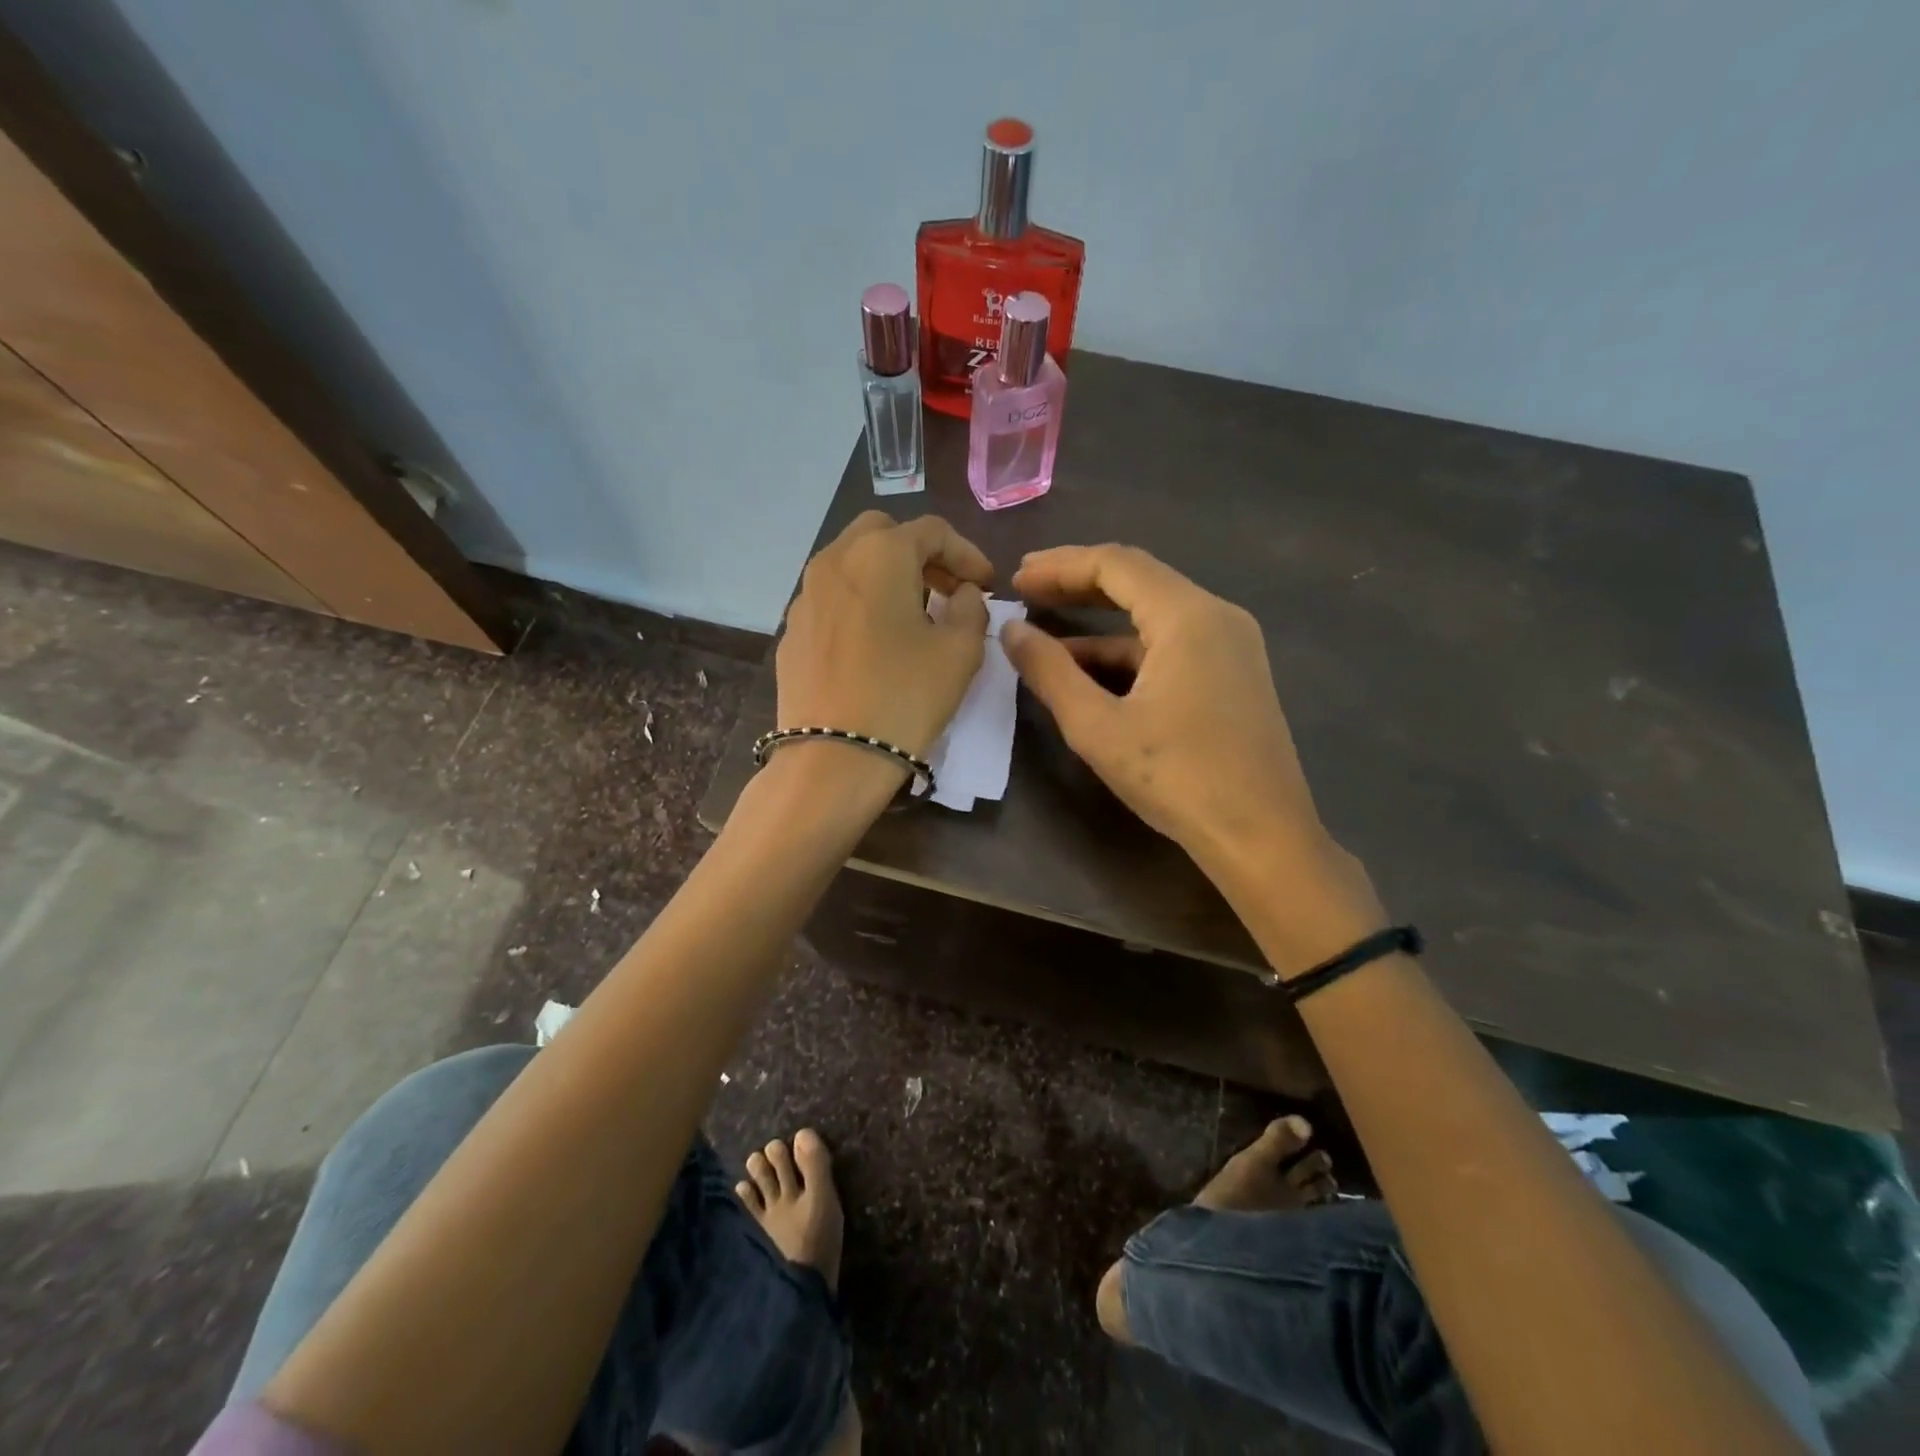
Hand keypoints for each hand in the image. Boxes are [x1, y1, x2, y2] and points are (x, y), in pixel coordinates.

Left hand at [776, 512, 993, 761]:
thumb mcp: (960, 651)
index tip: (985, 586)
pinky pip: (832, 599)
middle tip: (946, 589)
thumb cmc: (905, 697)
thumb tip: (961, 594)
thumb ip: (970, 608)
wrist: (834, 758)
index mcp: (879, 554)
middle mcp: (834, 561)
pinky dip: (860, 603)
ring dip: (887, 576)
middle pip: (883, 534)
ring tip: (912, 614)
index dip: (967, 554)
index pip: (932, 531)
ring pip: (851, 563)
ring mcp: (805, 596)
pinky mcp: (791, 630)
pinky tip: (874, 641)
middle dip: (921, 554)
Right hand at [1002, 545, 1381, 960]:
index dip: (1060, 566)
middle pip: (1138, 579)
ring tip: (1045, 635)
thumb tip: (1011, 632)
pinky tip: (1090, 673)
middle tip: (1025, 590)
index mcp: (1188, 616)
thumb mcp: (1098, 727)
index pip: (1115, 564)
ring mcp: (1232, 645)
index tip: (1016, 580)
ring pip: (1153, 614)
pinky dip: (1127, 651)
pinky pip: (1171, 644)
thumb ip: (1050, 672)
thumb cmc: (1178, 779)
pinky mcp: (1234, 673)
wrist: (1262, 837)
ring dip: (1099, 622)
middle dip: (1077, 583)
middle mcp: (1217, 616)